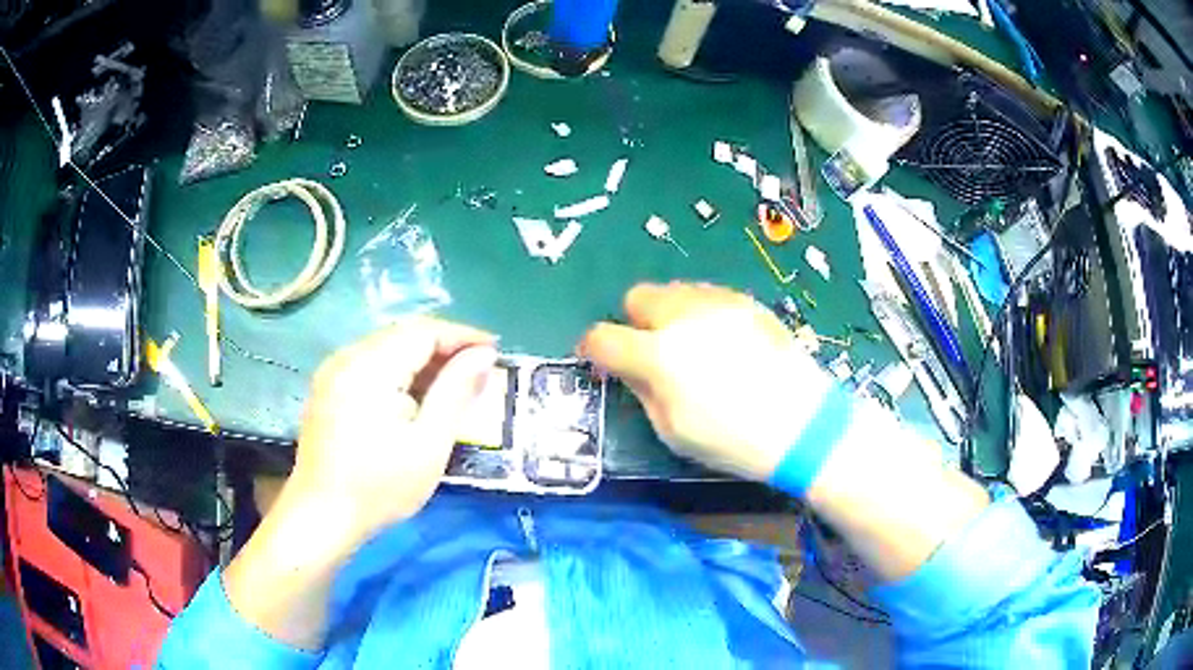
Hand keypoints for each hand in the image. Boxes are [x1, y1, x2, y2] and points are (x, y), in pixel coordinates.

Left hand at [288, 317, 497, 539]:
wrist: (321, 516)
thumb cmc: (379, 487)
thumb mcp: (428, 444)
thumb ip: (456, 391)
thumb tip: (483, 356)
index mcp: (371, 367)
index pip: (424, 331)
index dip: (462, 336)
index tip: (494, 351)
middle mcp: (347, 357)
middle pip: (403, 334)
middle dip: (444, 346)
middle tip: (478, 368)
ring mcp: (332, 371)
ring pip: (386, 346)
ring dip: (422, 358)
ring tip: (452, 382)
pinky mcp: (327, 387)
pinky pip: (369, 362)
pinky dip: (398, 370)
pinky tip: (413, 395)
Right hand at [578, 282, 832, 481]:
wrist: (801, 423)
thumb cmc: (732, 438)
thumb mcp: (673, 429)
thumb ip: (641, 389)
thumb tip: (626, 366)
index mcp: (660, 354)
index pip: (603, 337)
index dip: (593, 347)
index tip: (599, 357)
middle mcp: (684, 316)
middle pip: (637, 296)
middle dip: (634, 321)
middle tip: (651, 349)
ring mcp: (718, 303)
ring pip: (673, 290)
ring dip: (669, 314)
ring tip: (691, 344)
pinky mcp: (746, 301)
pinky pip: (707, 296)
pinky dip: (701, 314)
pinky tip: (722, 342)